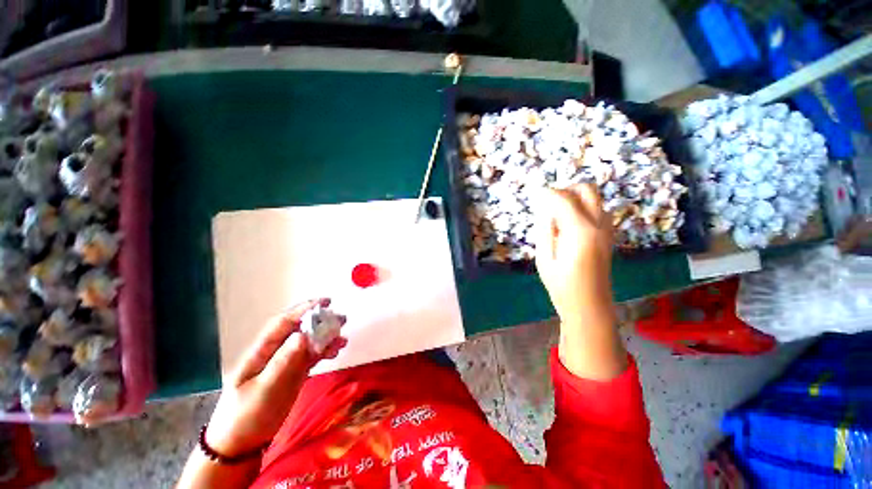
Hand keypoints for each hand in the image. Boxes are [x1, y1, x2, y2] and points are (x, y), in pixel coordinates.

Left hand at [204, 298, 346, 456]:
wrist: (240, 444)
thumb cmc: (245, 416)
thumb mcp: (262, 390)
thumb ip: (283, 362)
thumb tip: (303, 335)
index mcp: (261, 351)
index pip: (284, 323)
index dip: (304, 310)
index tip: (326, 303)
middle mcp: (275, 352)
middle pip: (300, 329)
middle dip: (321, 321)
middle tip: (341, 320)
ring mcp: (286, 363)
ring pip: (310, 342)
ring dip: (327, 337)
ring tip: (343, 338)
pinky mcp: (295, 373)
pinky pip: (313, 356)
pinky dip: (326, 351)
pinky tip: (337, 350)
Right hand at [535, 184, 612, 325]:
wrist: (589, 305)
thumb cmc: (561, 286)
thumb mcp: (544, 258)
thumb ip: (545, 230)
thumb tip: (544, 209)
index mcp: (579, 232)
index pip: (562, 199)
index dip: (546, 193)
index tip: (534, 195)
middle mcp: (598, 225)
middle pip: (586, 189)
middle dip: (565, 190)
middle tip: (548, 204)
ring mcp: (607, 229)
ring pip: (594, 198)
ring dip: (575, 198)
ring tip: (557, 216)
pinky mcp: (609, 235)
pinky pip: (598, 210)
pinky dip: (583, 208)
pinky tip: (570, 225)